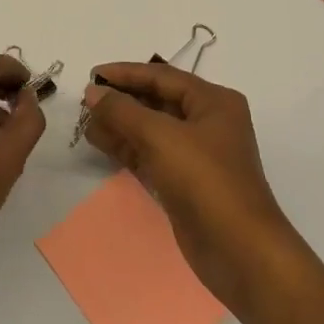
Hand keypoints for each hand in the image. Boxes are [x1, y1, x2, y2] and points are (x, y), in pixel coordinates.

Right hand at [82, 63, 295, 311]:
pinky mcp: (184, 182)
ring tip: (85, 122)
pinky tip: (100, 142)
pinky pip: (150, 154)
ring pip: (150, 130)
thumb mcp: (161, 137)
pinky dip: (126, 147)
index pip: (162, 76)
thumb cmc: (205, 181)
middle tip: (85, 101)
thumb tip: (93, 93)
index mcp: (213, 102)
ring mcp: (196, 155)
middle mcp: (207, 122)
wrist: (239, 251)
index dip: (125, 73)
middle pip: (157, 101)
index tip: (91, 74)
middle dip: (121, 100)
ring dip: (120, 124)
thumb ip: (123, 111)